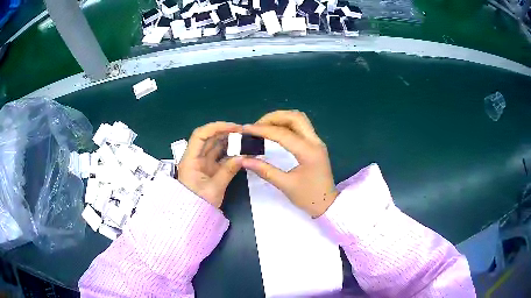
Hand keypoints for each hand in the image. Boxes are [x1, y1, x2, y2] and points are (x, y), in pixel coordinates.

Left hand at [178, 122, 242, 207]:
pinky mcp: (209, 170)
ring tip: (244, 140)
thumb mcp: (214, 189)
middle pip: (208, 139)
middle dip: (225, 132)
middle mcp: (195, 158)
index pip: (200, 135)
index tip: (233, 127)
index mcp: (190, 160)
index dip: (216, 127)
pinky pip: (219, 157)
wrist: (193, 218)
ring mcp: (202, 164)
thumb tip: (243, 157)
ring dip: (228, 142)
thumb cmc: (198, 204)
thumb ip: (228, 171)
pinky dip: (229, 153)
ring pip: (214, 147)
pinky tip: (240, 151)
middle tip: (243, 132)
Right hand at [242, 110, 337, 216]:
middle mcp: (315, 141)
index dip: (263, 129)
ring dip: (281, 118)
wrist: (328, 204)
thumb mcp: (286, 185)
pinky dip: (286, 124)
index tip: (246, 129)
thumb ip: (265, 170)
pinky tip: (275, 132)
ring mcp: (317, 141)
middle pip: (295, 117)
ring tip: (264, 127)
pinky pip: (301, 126)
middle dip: (273, 117)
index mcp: (308, 152)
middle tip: (256, 126)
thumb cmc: (309, 197)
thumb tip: (244, 160)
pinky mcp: (315, 144)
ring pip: (299, 119)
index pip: (283, 134)